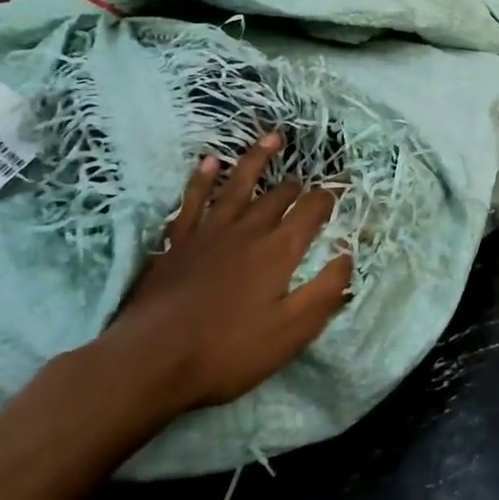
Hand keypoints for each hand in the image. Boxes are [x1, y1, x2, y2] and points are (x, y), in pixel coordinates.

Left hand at [90, 134, 353, 426]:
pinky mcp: (177, 241)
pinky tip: (209, 162)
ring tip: (272, 138)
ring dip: (257, 159)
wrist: (150, 361)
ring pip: (238, 184)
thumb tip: (348, 256)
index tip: (343, 187)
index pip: (312, 211)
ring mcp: (209, 232)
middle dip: (298, 185)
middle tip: (309, 181)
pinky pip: (193, 199)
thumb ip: (325, 291)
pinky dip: (202, 179)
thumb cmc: (227, 351)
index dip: (330, 197)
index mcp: (279, 250)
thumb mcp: (291, 331)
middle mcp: (247, 230)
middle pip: (278, 196)